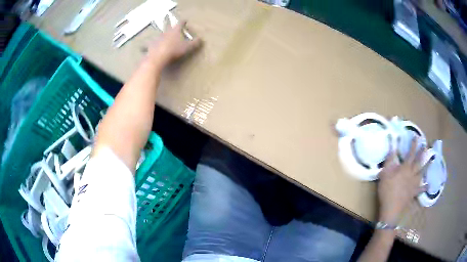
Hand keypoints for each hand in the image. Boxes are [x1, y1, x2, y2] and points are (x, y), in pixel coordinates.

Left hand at [147, 20, 201, 66]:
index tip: (185, 20)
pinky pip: (146, 45)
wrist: (158, 57)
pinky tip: (141, 47)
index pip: (180, 23)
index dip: (183, 22)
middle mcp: (165, 32)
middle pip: (167, 25)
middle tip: (166, 16)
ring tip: (157, 32)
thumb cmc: (174, 50)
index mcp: (175, 31)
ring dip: (158, 33)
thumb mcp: (187, 47)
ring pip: (158, 34)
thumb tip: (201, 39)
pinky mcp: (150, 46)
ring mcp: (157, 38)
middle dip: (168, 20)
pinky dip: (144, 46)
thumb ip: (195, 43)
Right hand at [377, 138, 429, 224]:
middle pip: (419, 162)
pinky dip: (425, 187)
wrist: (391, 208)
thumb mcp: (385, 173)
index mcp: (405, 168)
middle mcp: (412, 174)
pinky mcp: (414, 193)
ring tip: (432, 160)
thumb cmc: (387, 190)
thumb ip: (389, 159)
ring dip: (427, 166)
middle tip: (426, 146)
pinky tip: (428, 185)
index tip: (416, 137)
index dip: (413, 145)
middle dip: (422, 153)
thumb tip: (392, 146)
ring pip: (422, 173)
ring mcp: (414, 184)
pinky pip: (421, 189)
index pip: (410, 153)